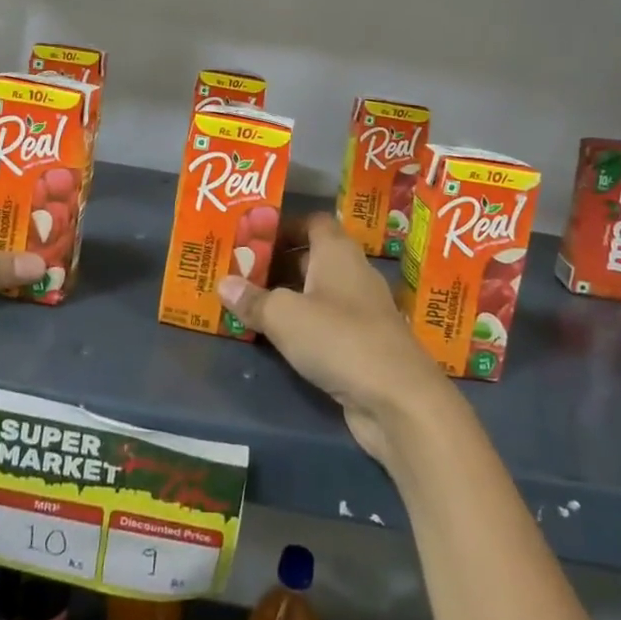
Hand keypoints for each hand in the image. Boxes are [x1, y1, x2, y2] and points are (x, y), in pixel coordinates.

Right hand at [217, 214, 449, 462]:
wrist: (397, 398)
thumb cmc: (338, 338)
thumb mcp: (284, 316)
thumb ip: (253, 299)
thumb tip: (223, 283)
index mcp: (337, 252)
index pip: (313, 222)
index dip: (284, 226)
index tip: (252, 238)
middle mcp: (351, 273)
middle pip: (312, 257)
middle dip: (278, 263)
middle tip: (240, 272)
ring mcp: (360, 310)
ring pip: (318, 293)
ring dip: (288, 297)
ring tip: (249, 304)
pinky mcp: (362, 344)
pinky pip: (325, 324)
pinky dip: (302, 326)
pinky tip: (277, 339)